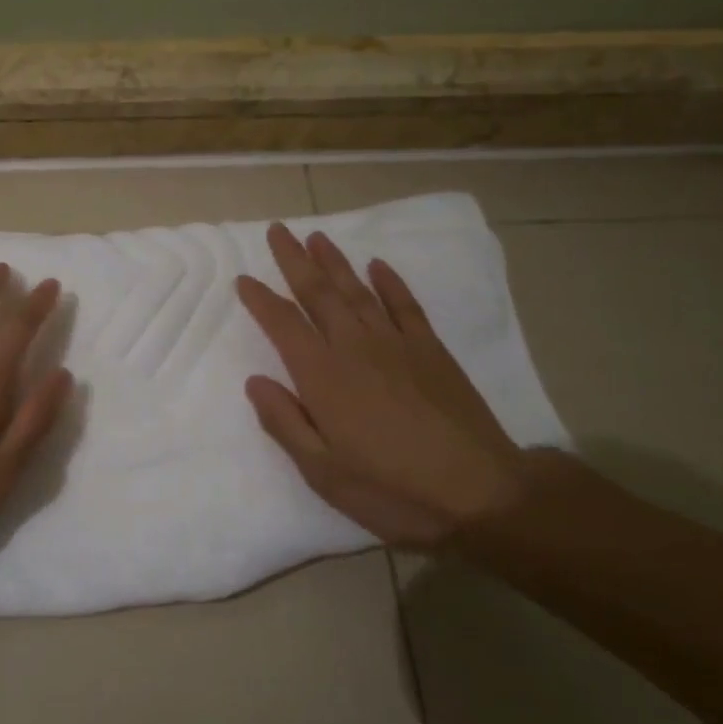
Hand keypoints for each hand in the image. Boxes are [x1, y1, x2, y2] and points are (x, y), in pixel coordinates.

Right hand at [235, 224, 525, 548]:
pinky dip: (390, 282)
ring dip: (335, 262)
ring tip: (316, 237)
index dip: (261, 300)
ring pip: (358, 291)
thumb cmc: (391, 489)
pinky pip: (406, 305)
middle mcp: (355, 348)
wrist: (479, 492)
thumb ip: (285, 422)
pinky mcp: (432, 350)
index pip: (283, 325)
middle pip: (318, 294)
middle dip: (294, 260)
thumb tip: (256, 382)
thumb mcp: (323, 472)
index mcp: (323, 376)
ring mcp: (397, 344)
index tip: (244, 279)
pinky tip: (378, 265)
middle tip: (278, 230)